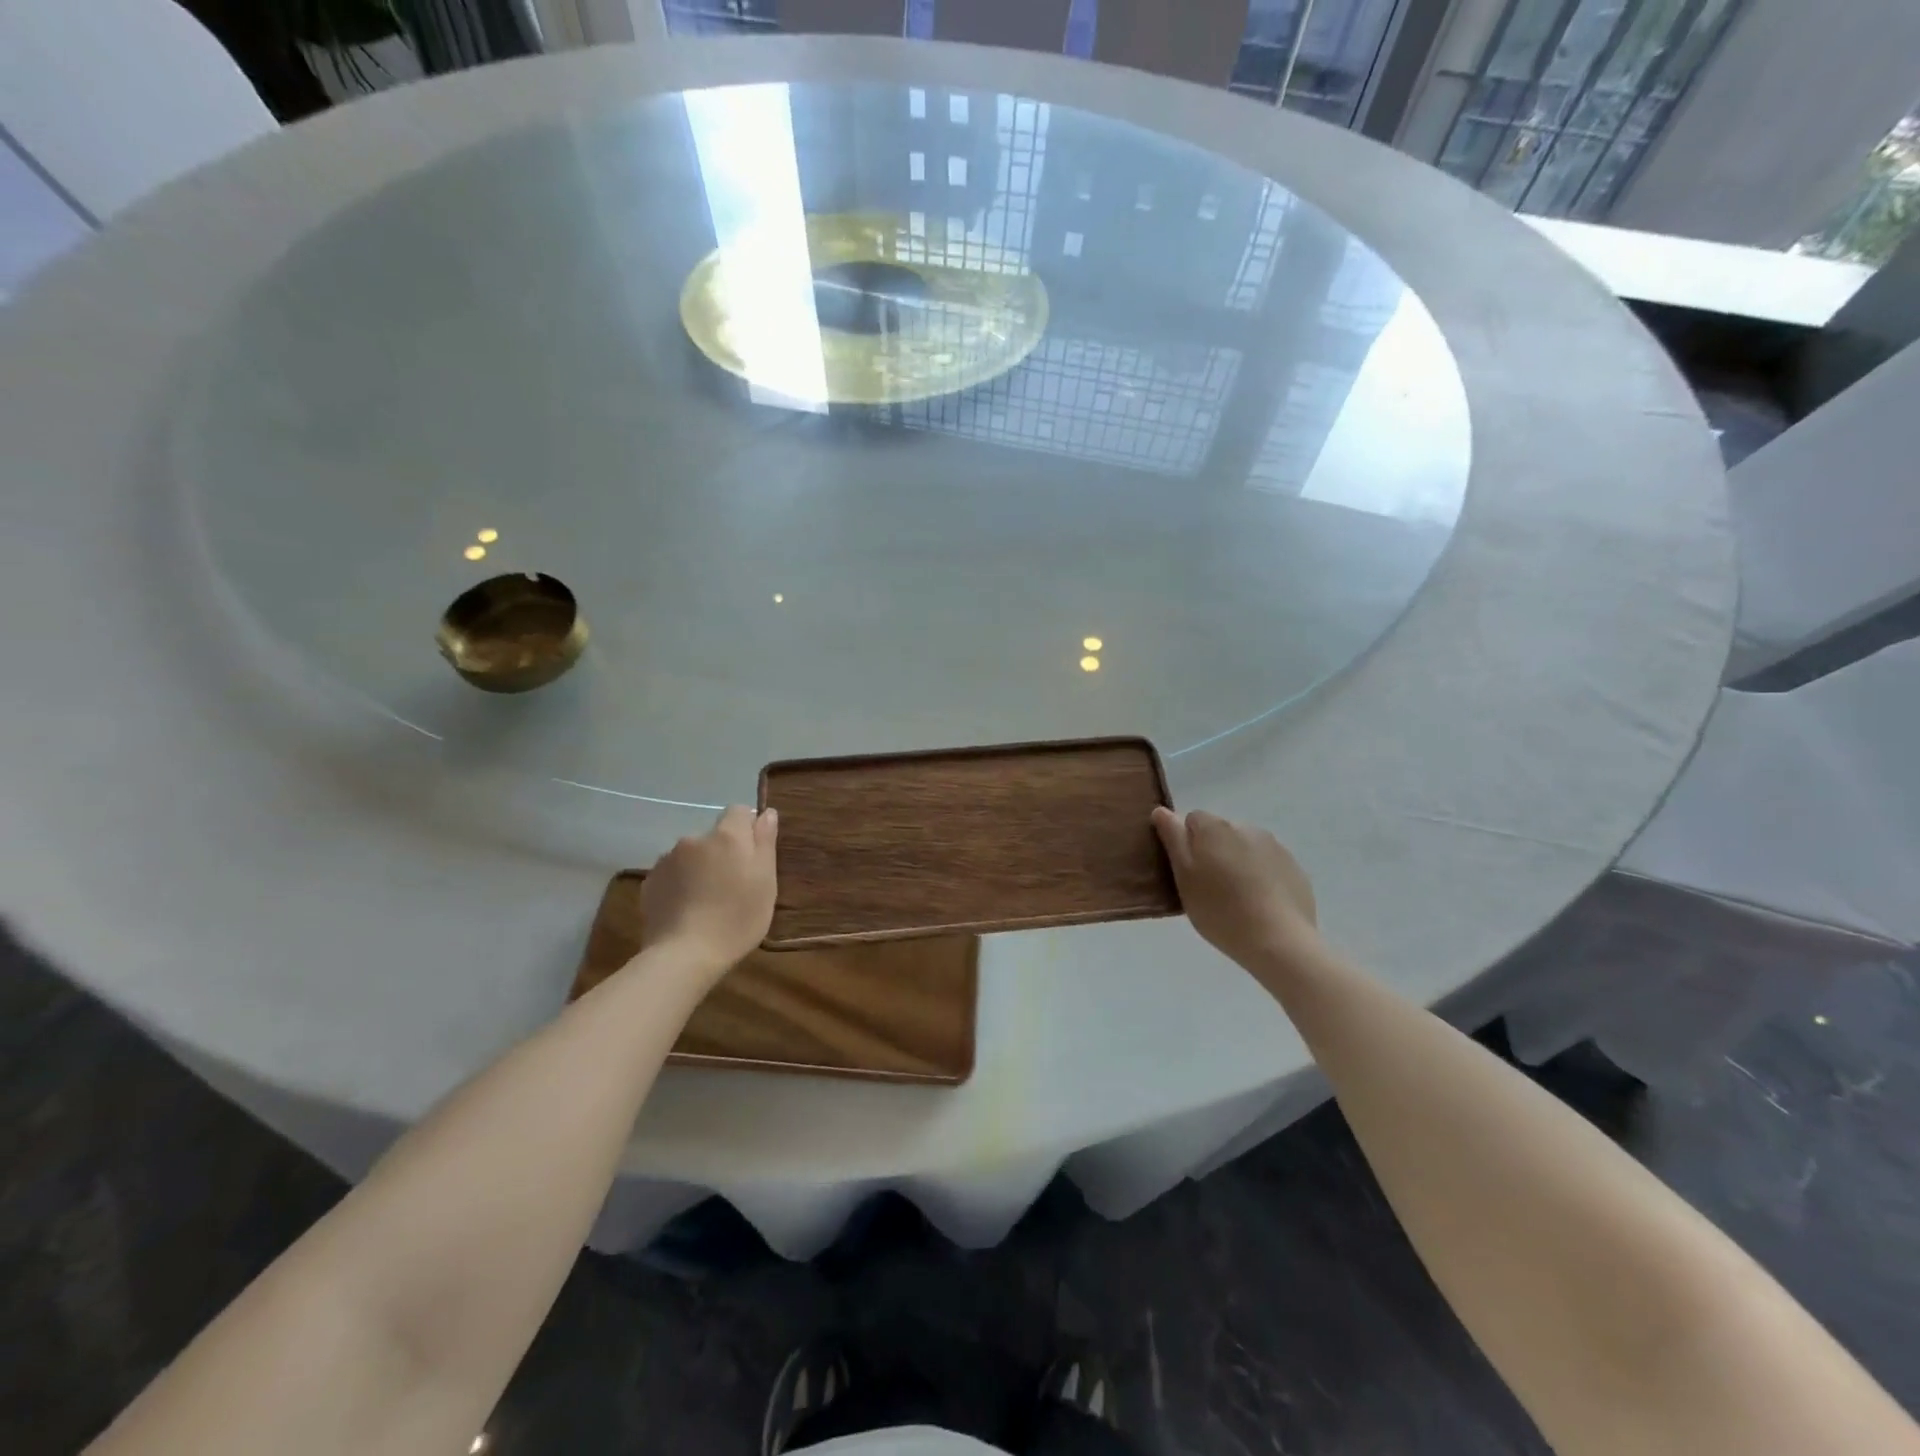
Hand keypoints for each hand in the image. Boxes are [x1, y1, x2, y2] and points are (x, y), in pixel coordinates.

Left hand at [637, 806, 777, 980]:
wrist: (684, 955)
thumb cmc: (737, 918)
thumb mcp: (765, 881)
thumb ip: (765, 842)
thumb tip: (766, 813)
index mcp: (727, 836)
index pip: (738, 811)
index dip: (747, 828)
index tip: (753, 856)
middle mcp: (694, 839)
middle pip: (714, 836)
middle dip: (723, 851)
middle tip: (733, 885)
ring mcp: (667, 860)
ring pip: (691, 855)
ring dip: (700, 867)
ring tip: (707, 900)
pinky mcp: (650, 882)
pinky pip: (672, 874)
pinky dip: (681, 884)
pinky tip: (687, 909)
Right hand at [1152, 807, 1318, 968]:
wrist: (1278, 940)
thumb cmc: (1219, 909)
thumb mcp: (1183, 876)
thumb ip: (1173, 839)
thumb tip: (1162, 811)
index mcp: (1215, 828)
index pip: (1192, 819)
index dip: (1186, 843)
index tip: (1187, 871)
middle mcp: (1246, 828)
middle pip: (1220, 832)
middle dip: (1213, 851)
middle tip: (1209, 887)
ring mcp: (1274, 847)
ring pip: (1245, 847)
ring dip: (1237, 862)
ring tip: (1236, 898)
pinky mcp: (1293, 867)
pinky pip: (1268, 864)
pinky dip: (1260, 876)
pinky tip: (1259, 903)